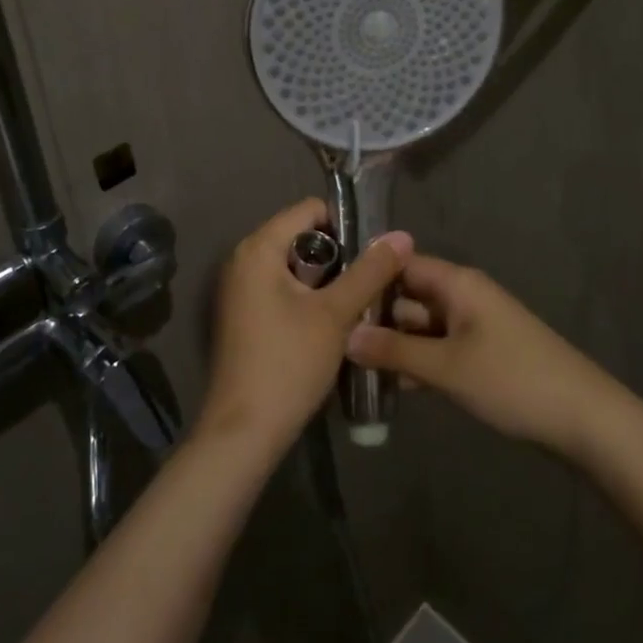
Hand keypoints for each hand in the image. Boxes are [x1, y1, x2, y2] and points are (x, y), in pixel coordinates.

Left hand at [199, 199, 410, 455]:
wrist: (244, 433)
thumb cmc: (288, 363)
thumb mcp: (336, 314)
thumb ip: (371, 271)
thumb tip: (402, 235)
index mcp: (259, 248)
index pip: (308, 209)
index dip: (345, 224)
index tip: (373, 253)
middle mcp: (242, 260)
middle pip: (301, 236)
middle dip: (339, 254)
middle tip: (370, 280)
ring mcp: (240, 290)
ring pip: (294, 266)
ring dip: (327, 279)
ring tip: (358, 302)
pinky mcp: (243, 315)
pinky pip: (282, 288)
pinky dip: (308, 296)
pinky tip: (331, 322)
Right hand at [344, 254, 618, 456]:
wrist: (582, 418)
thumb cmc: (512, 379)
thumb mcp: (447, 366)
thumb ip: (395, 350)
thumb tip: (345, 336)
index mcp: (457, 283)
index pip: (402, 264)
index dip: (369, 276)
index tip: (331, 296)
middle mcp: (463, 295)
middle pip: (409, 296)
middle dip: (376, 317)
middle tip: (331, 341)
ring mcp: (473, 326)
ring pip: (421, 326)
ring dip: (394, 344)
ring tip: (349, 367)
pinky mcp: (481, 354)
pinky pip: (438, 348)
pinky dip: (416, 361)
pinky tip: (388, 386)